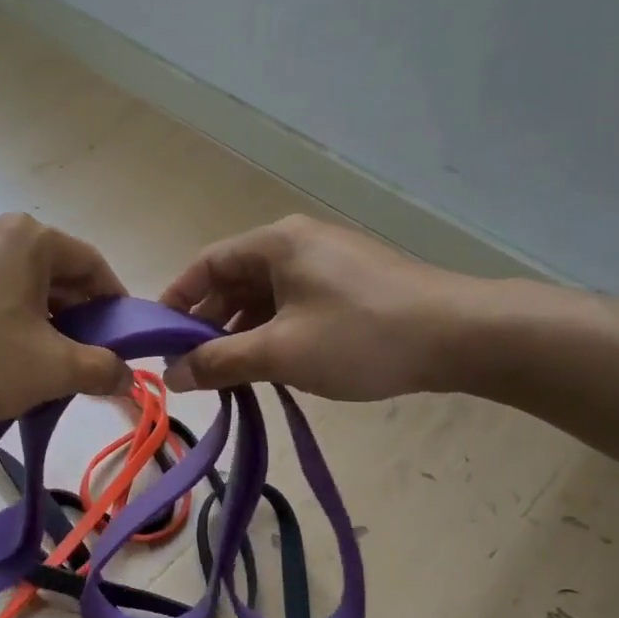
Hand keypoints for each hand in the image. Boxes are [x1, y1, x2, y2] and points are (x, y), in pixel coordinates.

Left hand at [0, 214, 131, 421]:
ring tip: (39, 366)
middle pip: (54, 274)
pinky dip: (2, 320)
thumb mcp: (50, 368)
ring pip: (17, 285)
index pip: (93, 266)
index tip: (122, 341)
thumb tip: (127, 376)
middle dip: (75, 319)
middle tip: (82, 361)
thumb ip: (100, 369)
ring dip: (39, 322)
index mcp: (29, 238)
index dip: (115, 305)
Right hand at [159, 215, 510, 399]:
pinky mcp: (351, 285)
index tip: (157, 339)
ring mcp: (329, 262)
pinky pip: (295, 304)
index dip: (176, 300)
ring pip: (266, 296)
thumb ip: (220, 362)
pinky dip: (275, 332)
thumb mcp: (281, 352)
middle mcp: (299, 242)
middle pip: (235, 279)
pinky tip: (274, 365)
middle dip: (210, 323)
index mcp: (276, 242)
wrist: (461, 336)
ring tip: (230, 374)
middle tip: (192, 365)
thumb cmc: (361, 336)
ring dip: (243, 332)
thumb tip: (171, 375)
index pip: (206, 264)